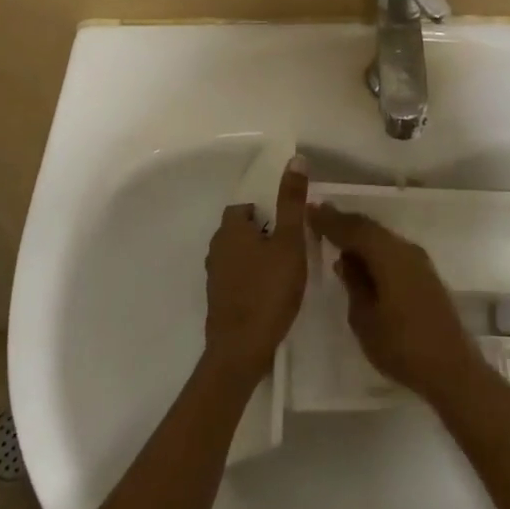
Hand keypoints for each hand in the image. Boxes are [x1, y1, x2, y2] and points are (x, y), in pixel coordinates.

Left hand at [203, 157, 308, 382]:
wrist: (241, 350)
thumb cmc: (268, 290)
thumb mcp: (289, 242)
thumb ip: (292, 202)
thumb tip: (295, 159)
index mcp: (230, 229)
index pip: (244, 208)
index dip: (266, 212)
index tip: (287, 225)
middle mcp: (216, 248)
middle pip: (240, 231)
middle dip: (262, 234)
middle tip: (290, 247)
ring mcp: (214, 277)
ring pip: (237, 256)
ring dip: (256, 258)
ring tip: (284, 271)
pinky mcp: (218, 301)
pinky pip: (236, 279)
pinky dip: (250, 280)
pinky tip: (270, 294)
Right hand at [309, 204, 494, 407]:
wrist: (452, 369)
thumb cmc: (402, 346)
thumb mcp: (364, 319)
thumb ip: (354, 284)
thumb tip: (345, 260)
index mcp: (388, 256)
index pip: (354, 229)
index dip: (330, 220)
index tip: (309, 209)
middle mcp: (405, 250)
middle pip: (370, 228)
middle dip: (344, 222)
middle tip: (319, 216)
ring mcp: (419, 262)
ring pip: (382, 238)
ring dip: (359, 236)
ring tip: (335, 235)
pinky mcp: (425, 275)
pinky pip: (392, 251)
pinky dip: (374, 250)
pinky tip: (362, 259)